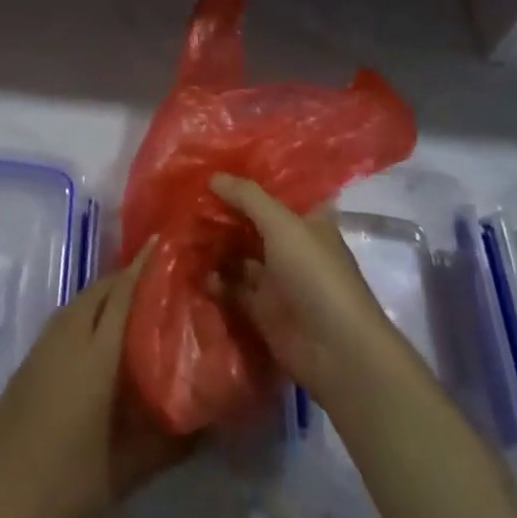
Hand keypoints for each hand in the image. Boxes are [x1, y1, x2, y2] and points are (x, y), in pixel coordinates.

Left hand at [0, 239, 193, 517]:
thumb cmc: (67, 488)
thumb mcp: (130, 471)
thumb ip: (173, 442)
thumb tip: (212, 421)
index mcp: (94, 356)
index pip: (123, 294)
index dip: (145, 267)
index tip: (168, 246)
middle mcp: (66, 339)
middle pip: (100, 291)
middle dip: (130, 277)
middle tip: (163, 280)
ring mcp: (42, 349)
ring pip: (80, 303)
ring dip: (107, 294)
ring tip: (139, 304)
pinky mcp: (28, 363)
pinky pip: (65, 320)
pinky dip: (88, 313)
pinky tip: (103, 338)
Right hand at [209, 175, 409, 411]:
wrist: (336, 350)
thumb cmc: (315, 274)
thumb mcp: (282, 225)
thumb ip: (247, 197)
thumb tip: (213, 176)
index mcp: (306, 220)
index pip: (275, 191)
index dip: (247, 180)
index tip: (213, 166)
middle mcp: (291, 245)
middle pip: (251, 222)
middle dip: (222, 212)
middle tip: (186, 198)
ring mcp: (276, 278)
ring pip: (238, 254)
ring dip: (213, 244)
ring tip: (180, 230)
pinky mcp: (261, 308)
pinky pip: (231, 288)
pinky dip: (213, 279)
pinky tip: (192, 268)